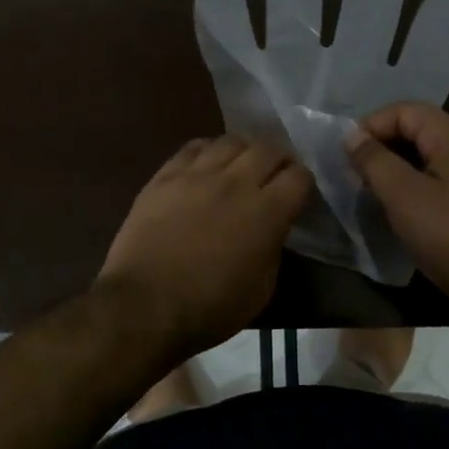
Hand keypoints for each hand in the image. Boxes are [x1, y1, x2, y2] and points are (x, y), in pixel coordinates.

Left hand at [98, 136, 310, 356]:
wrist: (145, 305)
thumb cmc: (210, 308)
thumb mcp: (262, 288)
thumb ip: (274, 247)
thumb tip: (273, 227)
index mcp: (266, 212)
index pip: (299, 176)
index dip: (304, 183)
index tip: (299, 194)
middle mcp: (236, 182)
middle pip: (269, 148)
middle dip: (280, 159)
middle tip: (276, 174)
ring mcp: (198, 174)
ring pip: (231, 140)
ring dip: (245, 150)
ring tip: (242, 164)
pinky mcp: (166, 175)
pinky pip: (194, 147)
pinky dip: (209, 150)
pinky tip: (208, 163)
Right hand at [345, 102, 448, 327]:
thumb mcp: (404, 197)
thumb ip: (375, 161)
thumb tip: (351, 135)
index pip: (406, 110)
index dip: (372, 125)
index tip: (348, 154)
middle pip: (417, 129)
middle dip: (382, 145)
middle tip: (355, 173)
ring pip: (427, 156)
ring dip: (395, 167)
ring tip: (370, 190)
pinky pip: (438, 179)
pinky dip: (413, 185)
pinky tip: (398, 209)